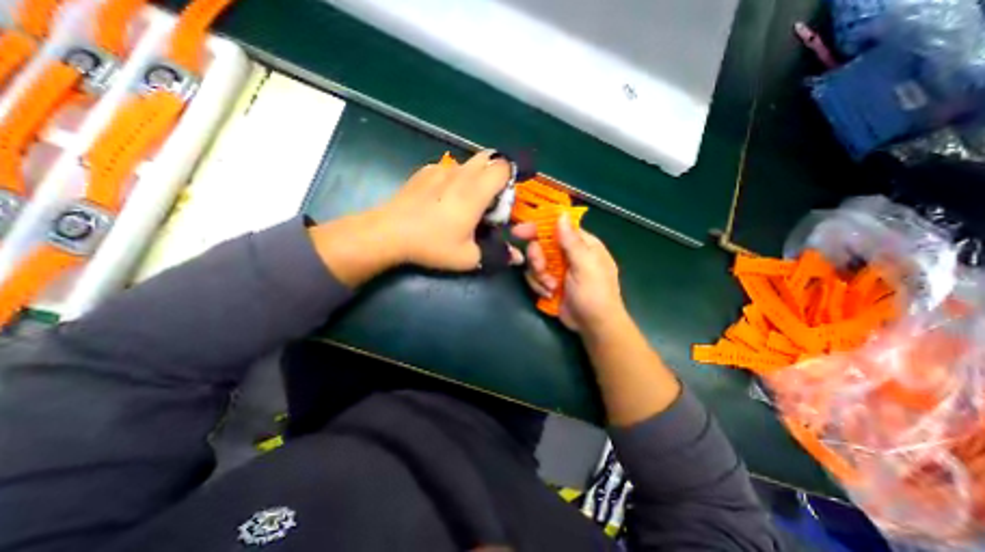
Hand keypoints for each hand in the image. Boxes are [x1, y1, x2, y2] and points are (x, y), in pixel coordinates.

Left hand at [310, 151, 510, 285]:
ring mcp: (441, 169)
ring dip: (476, 177)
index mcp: (475, 191)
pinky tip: (443, 199)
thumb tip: (517, 257)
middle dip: (496, 175)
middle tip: (489, 200)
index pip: (503, 166)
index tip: (504, 199)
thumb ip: (497, 254)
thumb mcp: (468, 257)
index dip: (511, 179)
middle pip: (489, 158)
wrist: (389, 232)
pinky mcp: (425, 171)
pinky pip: (450, 169)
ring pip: (469, 163)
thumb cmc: (432, 245)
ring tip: (466, 202)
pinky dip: (456, 179)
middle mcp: (461, 173)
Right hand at [512, 214, 626, 335]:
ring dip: (539, 276)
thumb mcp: (585, 266)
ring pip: (535, 262)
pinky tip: (550, 294)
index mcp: (582, 244)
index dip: (538, 227)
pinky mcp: (550, 282)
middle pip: (541, 244)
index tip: (519, 232)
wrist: (593, 326)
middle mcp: (568, 253)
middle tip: (541, 269)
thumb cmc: (595, 294)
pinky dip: (539, 286)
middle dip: (537, 258)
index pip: (557, 227)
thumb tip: (561, 214)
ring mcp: (558, 269)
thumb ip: (571, 241)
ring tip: (551, 287)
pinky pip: (534, 277)